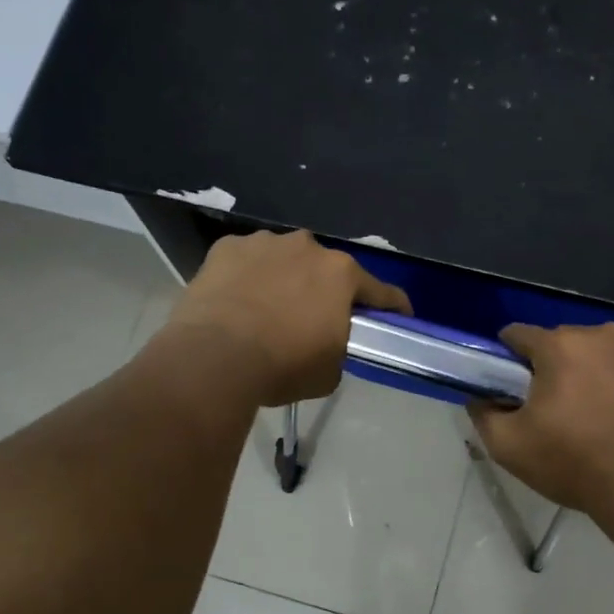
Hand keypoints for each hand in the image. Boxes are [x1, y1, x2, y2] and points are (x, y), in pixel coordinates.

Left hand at [164, 230, 411, 406]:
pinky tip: (237, 300)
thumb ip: (338, 347)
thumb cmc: (283, 366)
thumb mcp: (329, 371)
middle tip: (315, 319)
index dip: (393, 306)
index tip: (399, 317)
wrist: (214, 358)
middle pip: (327, 269)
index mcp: (341, 274)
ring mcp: (264, 242)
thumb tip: (326, 342)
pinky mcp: (226, 247)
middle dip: (326, 290)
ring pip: (285, 259)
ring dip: (285, 278)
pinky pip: (247, 261)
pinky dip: (248, 276)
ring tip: (269, 309)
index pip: (381, 291)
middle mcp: (307, 247)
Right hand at [467, 324, 613, 512]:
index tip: (514, 384)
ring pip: (609, 350)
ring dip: (601, 370)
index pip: (519, 335)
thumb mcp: (508, 447)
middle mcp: (603, 334)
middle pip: (568, 342)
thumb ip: (483, 413)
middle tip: (563, 407)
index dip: (511, 358)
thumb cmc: (573, 465)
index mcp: (560, 346)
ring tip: (606, 411)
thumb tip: (479, 396)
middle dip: (560, 366)